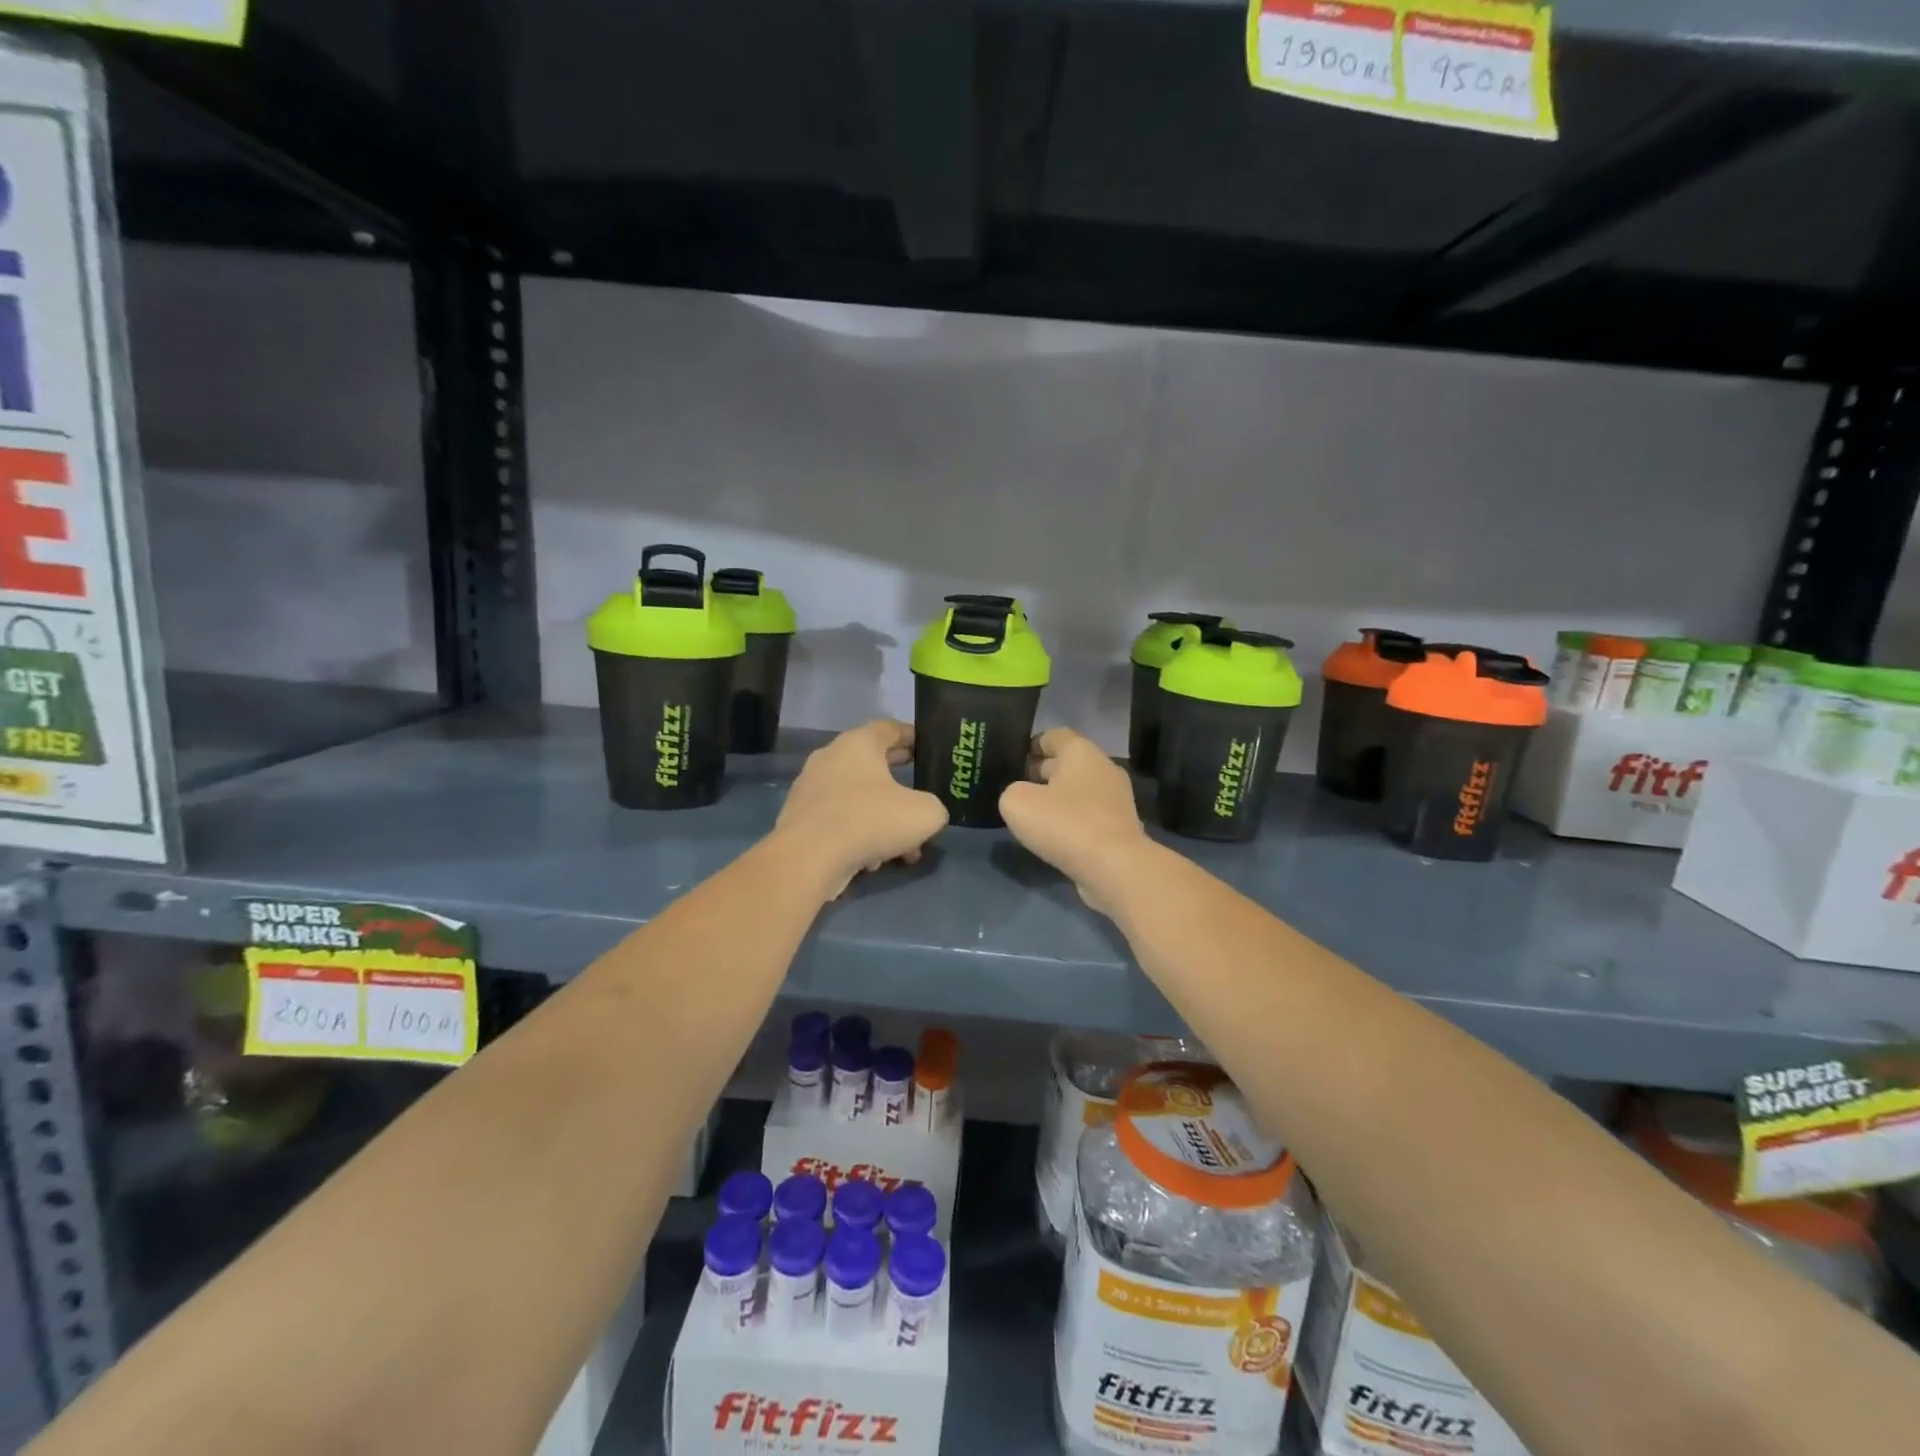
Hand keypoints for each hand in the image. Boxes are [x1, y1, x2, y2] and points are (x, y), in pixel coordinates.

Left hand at [774, 720, 948, 898]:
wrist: (808, 858)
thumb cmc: (870, 820)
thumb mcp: (924, 813)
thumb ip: (933, 807)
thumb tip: (926, 812)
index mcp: (858, 743)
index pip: (888, 728)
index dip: (911, 737)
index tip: (927, 750)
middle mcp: (830, 758)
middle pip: (871, 763)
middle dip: (899, 781)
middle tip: (920, 792)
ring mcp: (810, 789)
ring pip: (857, 798)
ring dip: (882, 817)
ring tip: (904, 847)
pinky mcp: (799, 819)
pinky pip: (839, 821)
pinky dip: (859, 835)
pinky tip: (874, 861)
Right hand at [1000, 728, 1153, 913]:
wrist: (1114, 868)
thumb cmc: (1065, 823)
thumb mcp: (1017, 802)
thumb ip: (1012, 792)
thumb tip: (1022, 796)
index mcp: (1081, 751)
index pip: (1054, 735)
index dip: (1030, 745)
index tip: (1012, 760)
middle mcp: (1103, 768)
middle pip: (1067, 763)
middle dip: (1040, 773)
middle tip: (1015, 788)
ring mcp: (1116, 799)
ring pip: (1078, 791)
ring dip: (1056, 799)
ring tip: (1031, 815)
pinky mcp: (1120, 827)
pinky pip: (1088, 815)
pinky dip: (1071, 821)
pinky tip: (1053, 837)